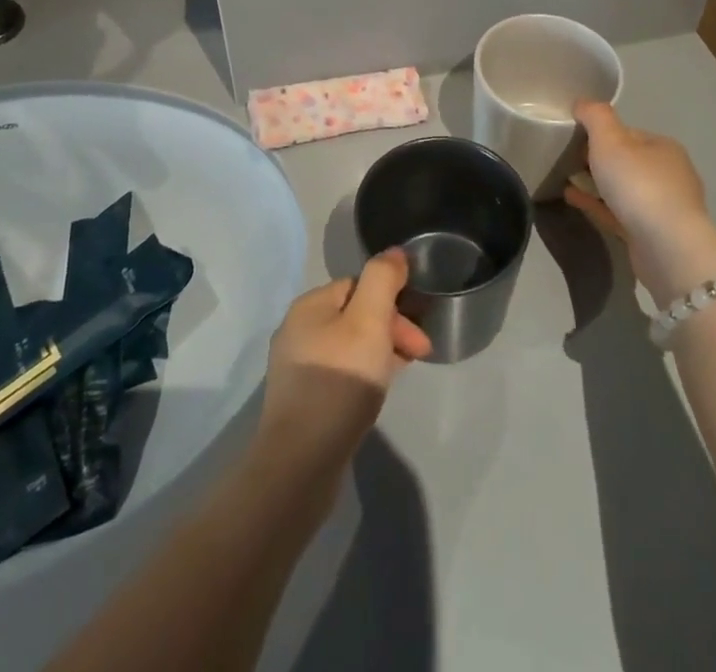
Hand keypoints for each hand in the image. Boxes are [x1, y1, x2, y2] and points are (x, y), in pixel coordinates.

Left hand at [254, 249, 430, 479]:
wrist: (299, 463)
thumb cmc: (338, 383)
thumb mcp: (369, 321)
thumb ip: (382, 280)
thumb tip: (395, 253)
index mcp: (309, 305)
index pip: (360, 286)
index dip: (395, 304)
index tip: (419, 336)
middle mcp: (297, 330)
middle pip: (355, 315)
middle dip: (391, 329)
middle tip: (419, 356)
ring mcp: (296, 368)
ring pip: (349, 346)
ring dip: (379, 353)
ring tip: (398, 376)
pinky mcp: (301, 401)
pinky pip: (340, 374)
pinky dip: (362, 376)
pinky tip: (374, 396)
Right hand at [565, 101, 715, 300]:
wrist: (667, 247)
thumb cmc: (639, 184)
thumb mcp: (610, 140)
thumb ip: (595, 116)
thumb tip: (582, 102)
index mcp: (663, 147)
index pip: (628, 133)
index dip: (600, 133)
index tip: (573, 138)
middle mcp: (669, 174)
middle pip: (626, 161)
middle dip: (598, 159)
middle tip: (566, 160)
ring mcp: (663, 207)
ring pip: (623, 189)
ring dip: (596, 184)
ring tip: (565, 180)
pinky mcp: (652, 234)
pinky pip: (618, 212)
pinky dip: (597, 204)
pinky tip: (572, 199)